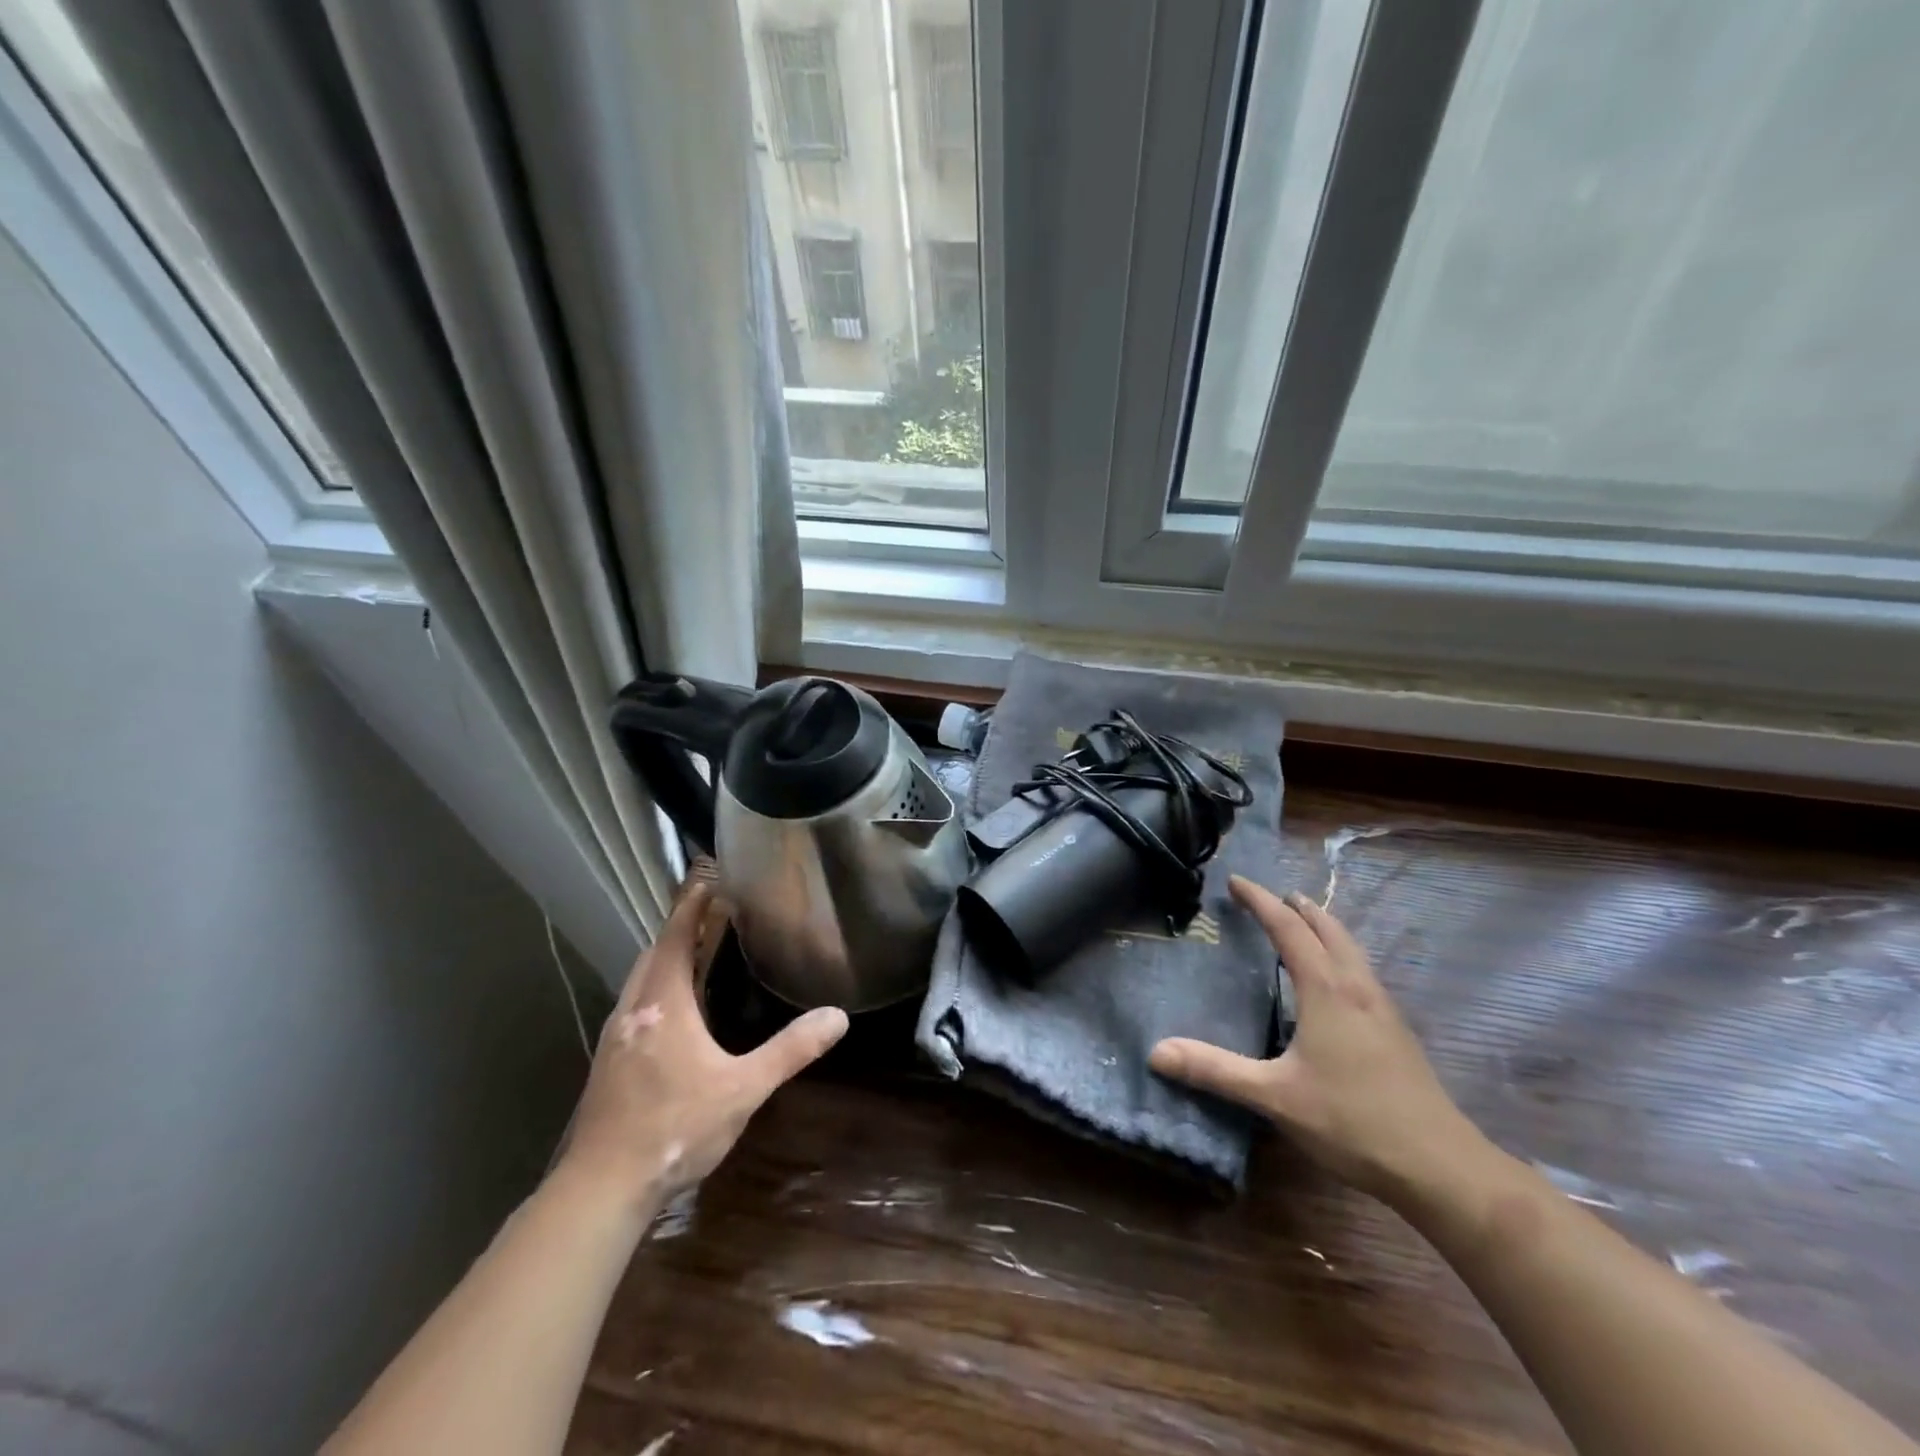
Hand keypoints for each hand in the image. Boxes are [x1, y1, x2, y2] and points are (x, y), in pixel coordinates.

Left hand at [557, 882, 848, 1212]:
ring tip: (698, 954)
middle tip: (715, 914)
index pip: (677, 935)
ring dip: (666, 958)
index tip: (709, 879)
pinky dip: (657, 987)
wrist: (602, 1188)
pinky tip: (675, 1012)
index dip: (693, 904)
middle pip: (655, 952)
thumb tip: (837, 1016)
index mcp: (664, 1002)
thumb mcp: (743, 1089)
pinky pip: (635, 1004)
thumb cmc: (675, 1128)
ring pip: (641, 979)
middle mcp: (634, 1008)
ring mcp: (615, 1036)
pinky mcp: (608, 1061)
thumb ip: (790, 1049)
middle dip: (682, 928)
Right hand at [1150, 875, 1479, 1200]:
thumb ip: (1215, 1071)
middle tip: (1272, 896)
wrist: (1442, 1168)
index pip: (1289, 929)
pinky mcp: (1397, 1033)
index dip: (1261, 901)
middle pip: (1328, 929)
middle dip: (1298, 907)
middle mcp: (1357, 988)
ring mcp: (1383, 1010)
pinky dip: (1340, 955)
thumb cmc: (1353, 1122)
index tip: (1236, 882)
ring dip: (1324, 928)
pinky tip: (1335, 984)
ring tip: (1303, 925)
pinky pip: (1361, 972)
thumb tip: (1156, 1052)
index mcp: (1327, 991)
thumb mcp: (1274, 1096)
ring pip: (1351, 950)